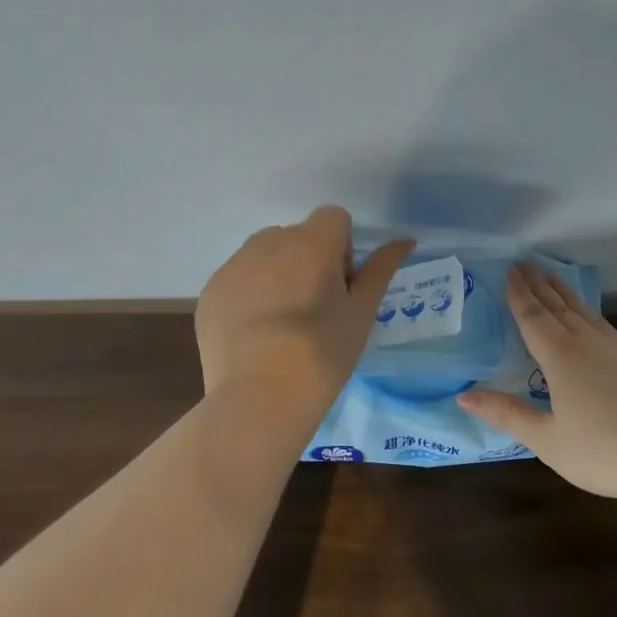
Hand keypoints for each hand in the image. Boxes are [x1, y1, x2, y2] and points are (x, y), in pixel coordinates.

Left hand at [196, 206, 413, 418]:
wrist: (260, 397)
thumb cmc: (323, 353)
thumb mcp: (362, 311)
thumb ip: (381, 268)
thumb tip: (405, 240)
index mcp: (312, 241)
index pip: (334, 219)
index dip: (342, 249)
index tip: (340, 287)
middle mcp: (270, 240)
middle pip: (298, 236)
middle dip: (309, 261)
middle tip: (315, 310)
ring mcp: (235, 264)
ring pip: (265, 255)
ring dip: (278, 275)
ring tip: (282, 325)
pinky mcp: (211, 290)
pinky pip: (238, 279)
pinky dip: (249, 296)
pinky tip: (255, 335)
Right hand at [458, 264, 616, 500]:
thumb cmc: (605, 452)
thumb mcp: (548, 440)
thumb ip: (507, 415)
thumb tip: (464, 394)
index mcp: (562, 358)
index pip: (534, 317)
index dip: (519, 294)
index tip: (511, 270)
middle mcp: (590, 345)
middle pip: (560, 307)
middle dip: (540, 285)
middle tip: (526, 264)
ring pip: (587, 314)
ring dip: (566, 295)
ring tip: (554, 280)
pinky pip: (608, 330)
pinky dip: (592, 317)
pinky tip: (595, 325)